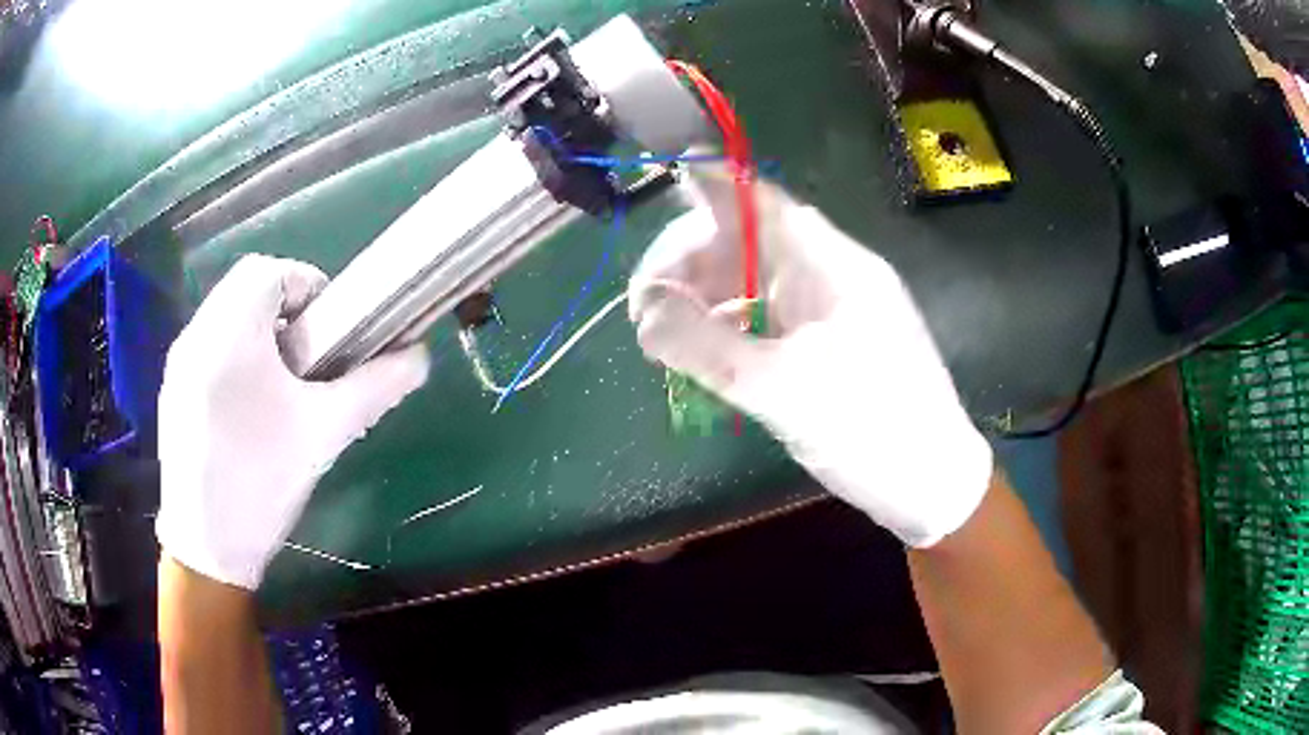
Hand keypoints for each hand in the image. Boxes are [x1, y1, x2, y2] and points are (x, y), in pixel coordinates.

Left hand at [155, 255, 428, 588]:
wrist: (207, 547)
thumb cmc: (263, 481)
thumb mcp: (324, 434)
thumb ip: (374, 387)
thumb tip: (420, 358)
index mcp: (231, 332)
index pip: (269, 270)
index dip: (306, 284)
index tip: (328, 328)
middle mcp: (196, 334)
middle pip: (244, 287)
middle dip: (282, 308)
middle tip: (308, 357)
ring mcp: (178, 363)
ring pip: (224, 316)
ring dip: (258, 330)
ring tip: (280, 384)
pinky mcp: (172, 390)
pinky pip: (207, 346)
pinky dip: (234, 353)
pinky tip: (248, 408)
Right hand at [628, 168, 992, 546]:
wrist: (930, 482)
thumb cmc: (871, 428)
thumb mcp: (781, 388)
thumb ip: (707, 346)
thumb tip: (646, 313)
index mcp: (831, 264)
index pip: (761, 201)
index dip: (709, 184)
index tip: (657, 186)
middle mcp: (828, 275)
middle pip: (746, 242)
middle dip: (689, 262)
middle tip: (644, 307)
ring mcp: (827, 310)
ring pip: (751, 282)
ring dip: (703, 298)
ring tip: (662, 335)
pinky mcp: (824, 345)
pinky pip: (764, 318)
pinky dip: (727, 327)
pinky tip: (701, 352)